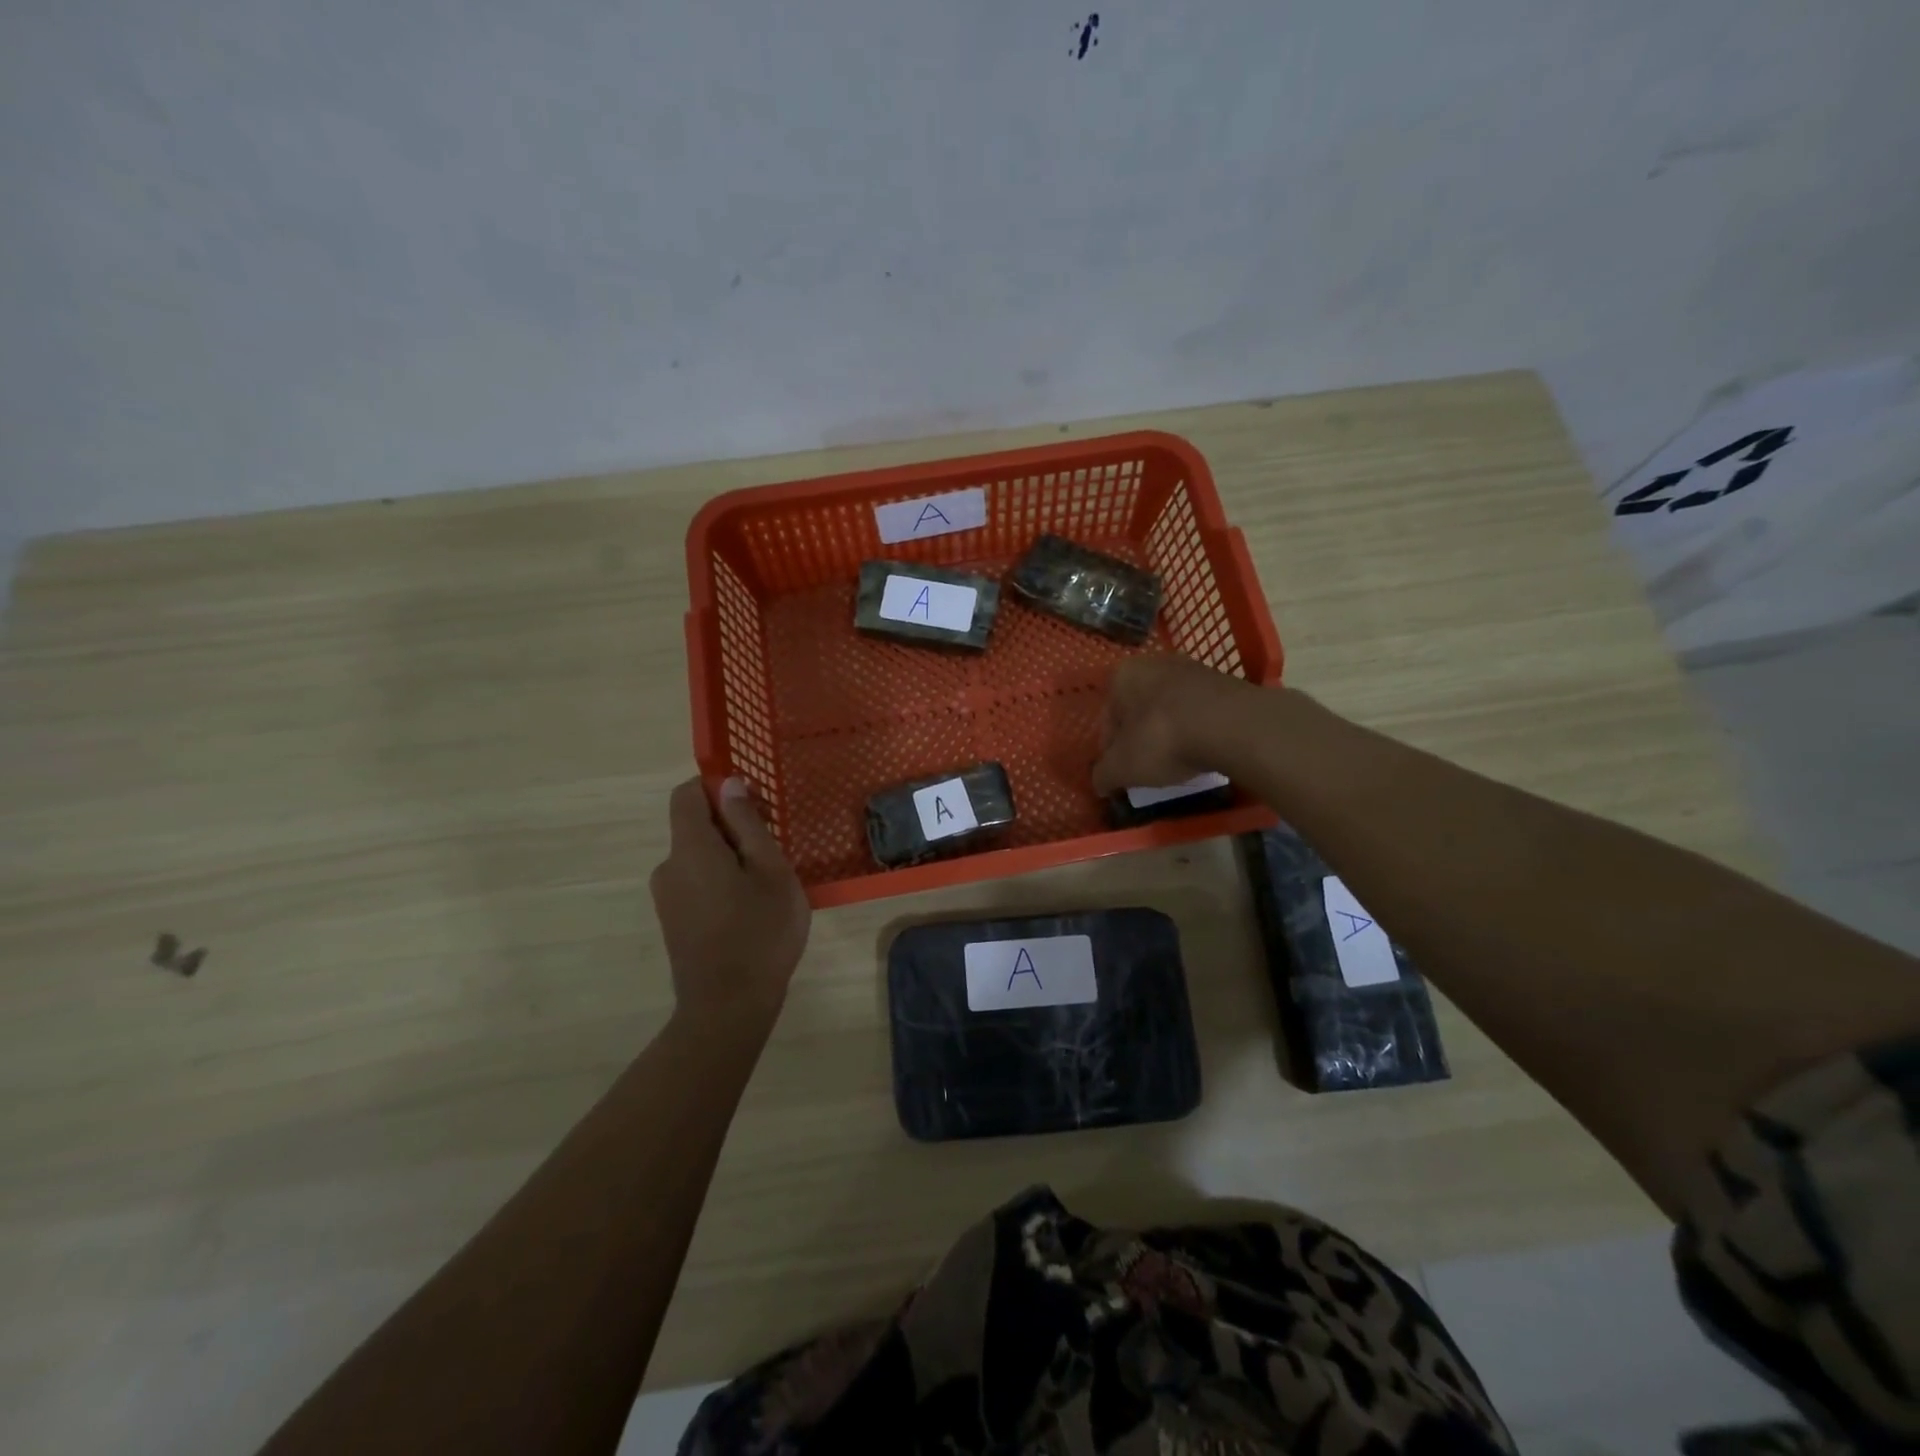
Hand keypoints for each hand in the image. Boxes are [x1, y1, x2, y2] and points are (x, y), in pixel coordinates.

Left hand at [649, 777, 811, 1022]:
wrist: (728, 1008)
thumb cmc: (760, 932)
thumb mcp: (770, 870)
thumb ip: (747, 823)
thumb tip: (729, 783)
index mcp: (689, 848)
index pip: (686, 794)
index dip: (717, 787)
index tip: (754, 805)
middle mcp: (668, 866)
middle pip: (694, 826)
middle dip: (733, 827)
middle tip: (774, 852)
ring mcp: (667, 897)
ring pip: (698, 857)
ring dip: (730, 858)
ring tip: (768, 886)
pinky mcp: (673, 921)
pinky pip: (696, 882)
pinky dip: (721, 882)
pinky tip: (750, 910)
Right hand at [1091, 656, 1262, 795]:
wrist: (1231, 726)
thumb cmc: (1162, 740)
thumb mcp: (1122, 768)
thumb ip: (1103, 776)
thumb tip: (1099, 783)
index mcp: (1123, 676)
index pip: (1108, 718)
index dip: (1111, 750)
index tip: (1121, 773)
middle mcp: (1155, 663)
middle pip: (1140, 710)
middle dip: (1141, 737)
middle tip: (1148, 768)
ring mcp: (1194, 670)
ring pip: (1171, 709)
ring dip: (1171, 734)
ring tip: (1179, 763)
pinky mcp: (1226, 683)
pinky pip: (1201, 712)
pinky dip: (1198, 731)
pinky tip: (1204, 752)